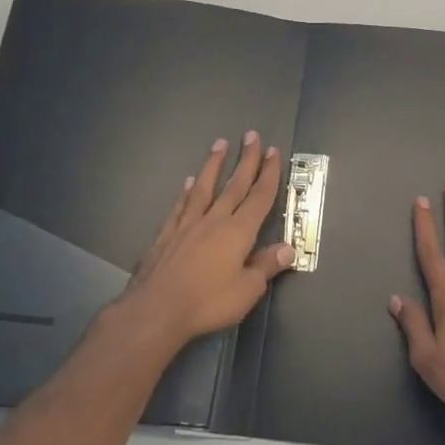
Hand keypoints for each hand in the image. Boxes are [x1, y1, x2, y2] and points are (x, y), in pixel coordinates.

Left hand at [115, 131, 293, 348]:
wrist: (157, 309)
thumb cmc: (208, 301)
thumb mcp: (248, 290)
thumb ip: (266, 266)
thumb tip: (288, 248)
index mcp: (239, 231)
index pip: (259, 197)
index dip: (268, 174)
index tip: (273, 152)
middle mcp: (215, 220)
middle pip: (234, 185)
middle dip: (246, 160)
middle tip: (252, 135)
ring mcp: (188, 224)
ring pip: (205, 187)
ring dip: (214, 165)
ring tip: (220, 144)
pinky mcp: (167, 234)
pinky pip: (181, 205)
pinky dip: (187, 192)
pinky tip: (190, 182)